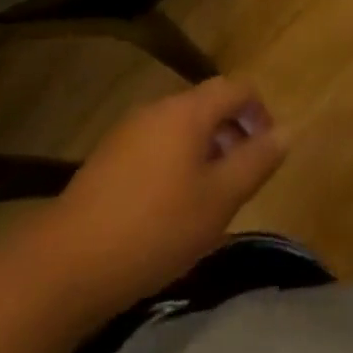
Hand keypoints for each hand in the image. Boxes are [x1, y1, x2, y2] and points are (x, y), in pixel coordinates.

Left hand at [50, 77, 285, 308]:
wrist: (66, 265)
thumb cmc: (155, 228)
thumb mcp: (219, 200)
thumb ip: (256, 161)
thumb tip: (286, 131)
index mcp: (188, 110)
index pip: (236, 87)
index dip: (260, 111)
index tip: (267, 151)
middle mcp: (157, 109)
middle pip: (208, 105)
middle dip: (233, 134)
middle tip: (242, 180)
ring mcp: (128, 132)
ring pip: (181, 128)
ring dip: (205, 151)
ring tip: (209, 199)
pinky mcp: (108, 159)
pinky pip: (156, 146)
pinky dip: (176, 164)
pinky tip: (170, 210)